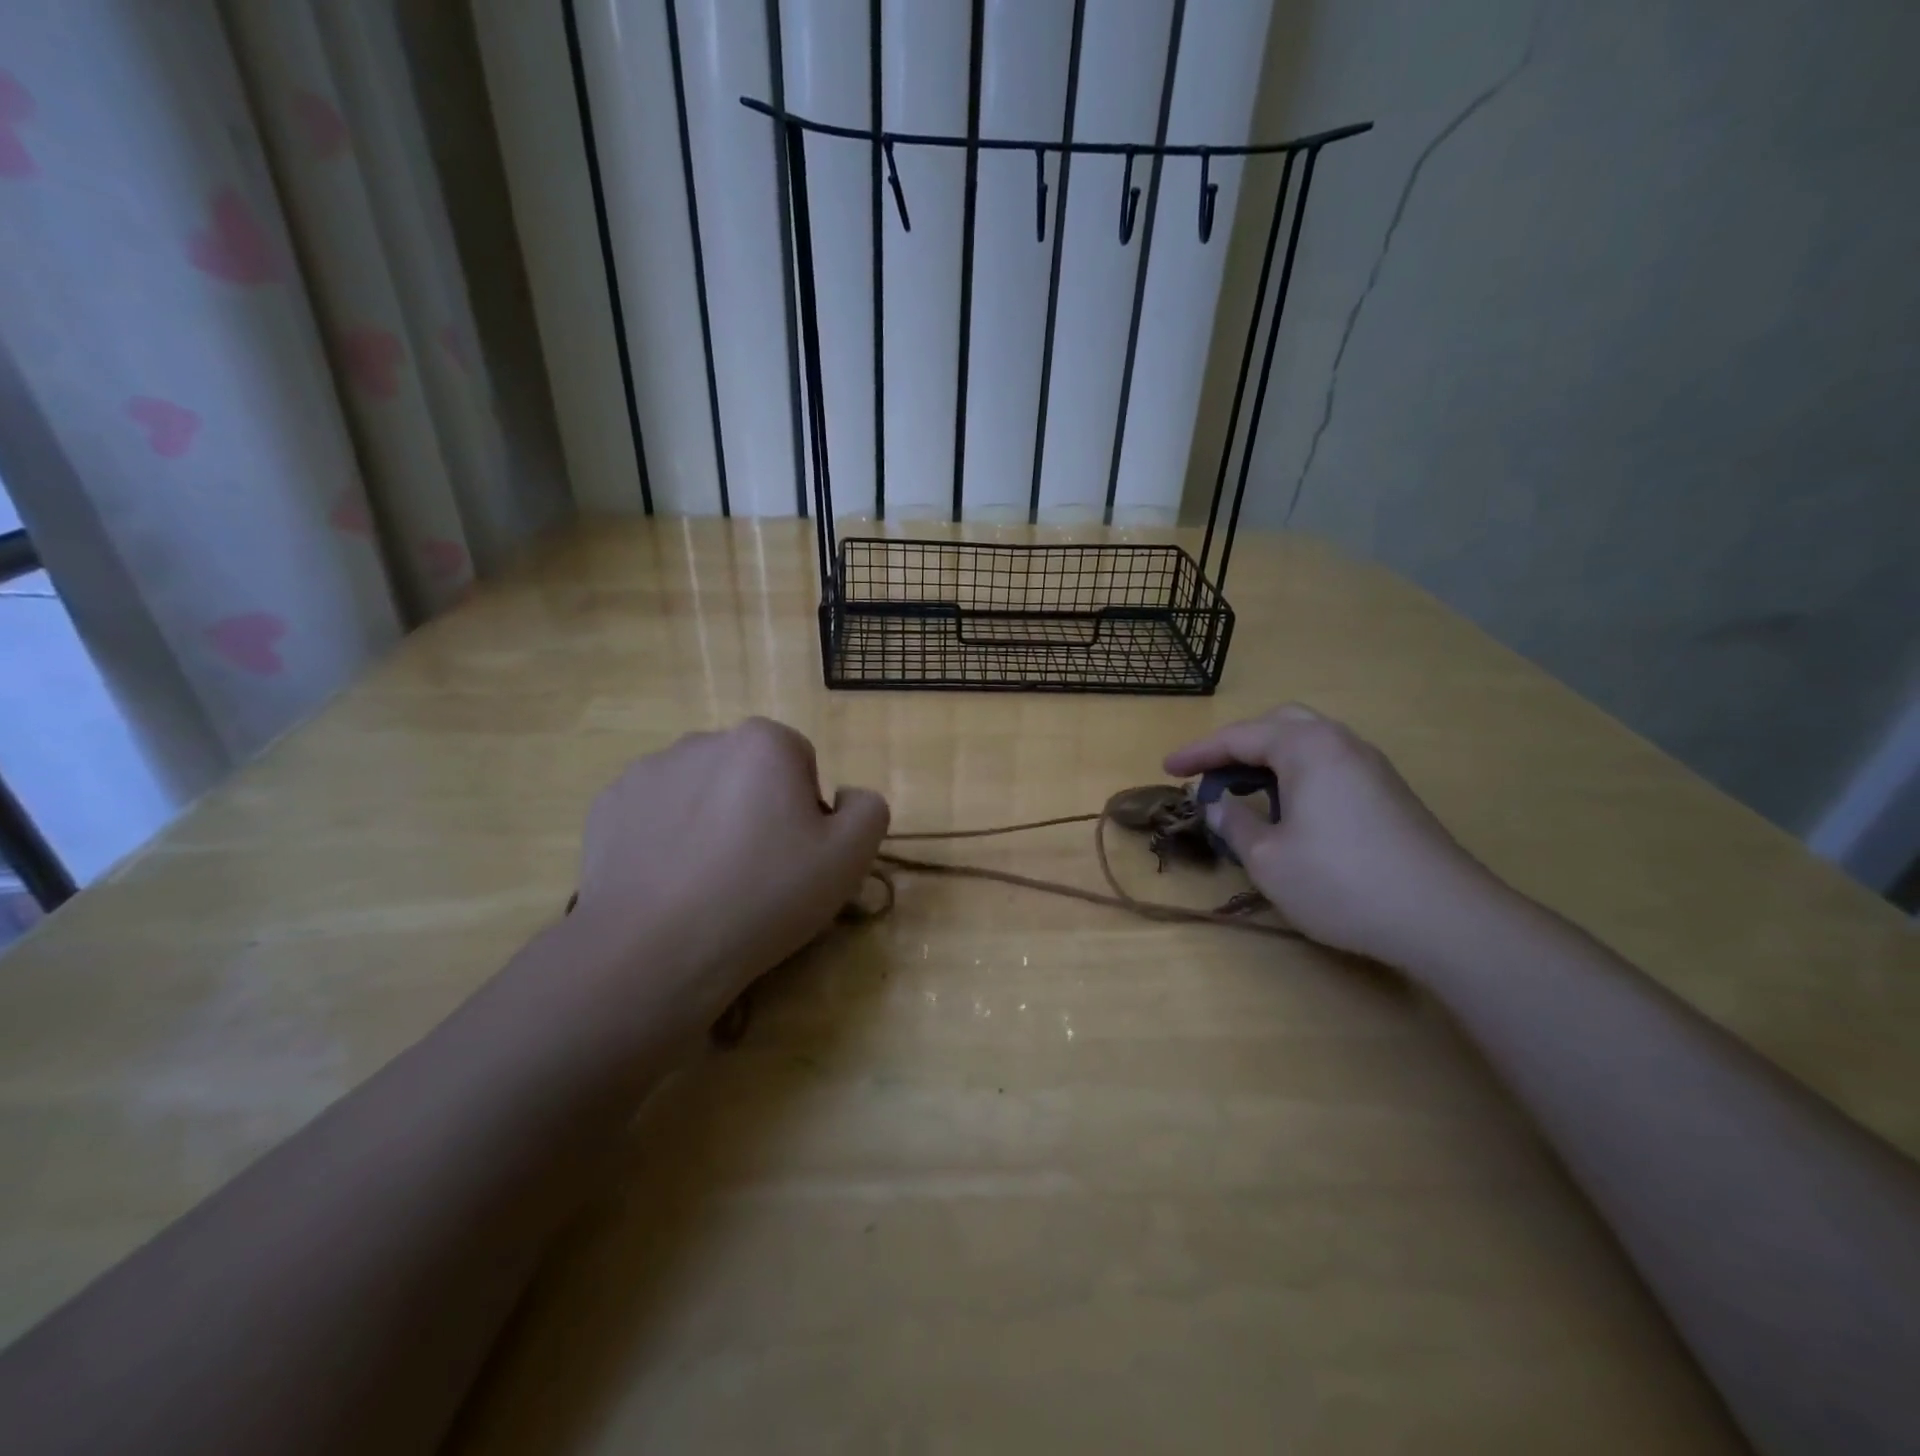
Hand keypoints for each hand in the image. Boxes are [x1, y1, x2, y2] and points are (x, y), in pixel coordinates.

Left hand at [573, 718, 888, 1019]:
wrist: (654, 949)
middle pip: (749, 773)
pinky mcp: (608, 806)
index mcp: (764, 742)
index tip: (796, 857)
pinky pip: (655, 814)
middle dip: (757, 810)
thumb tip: (847, 797)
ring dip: (711, 821)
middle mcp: (703, 740)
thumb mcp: (849, 857)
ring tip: (708, 883)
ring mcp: (647, 771)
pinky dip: (666, 838)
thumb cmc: (764, 895)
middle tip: (757, 873)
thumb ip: (868, 809)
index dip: (807, 811)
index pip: (802, 764)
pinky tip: (669, 883)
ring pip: (700, 792)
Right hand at [1165, 705, 1503, 967]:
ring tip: (1244, 791)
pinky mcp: (1390, 794)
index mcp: (1307, 747)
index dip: (1198, 752)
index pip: (1239, 736)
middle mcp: (1341, 744)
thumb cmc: (1341, 881)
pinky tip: (1290, 810)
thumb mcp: (1268, 859)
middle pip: (1279, 724)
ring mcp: (1372, 767)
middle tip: (1210, 774)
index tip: (1167, 768)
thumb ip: (1234, 824)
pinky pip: (1330, 765)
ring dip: (1269, 759)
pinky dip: (1297, 775)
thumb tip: (1216, 805)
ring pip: (1309, 742)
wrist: (1445, 918)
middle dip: (1238, 745)